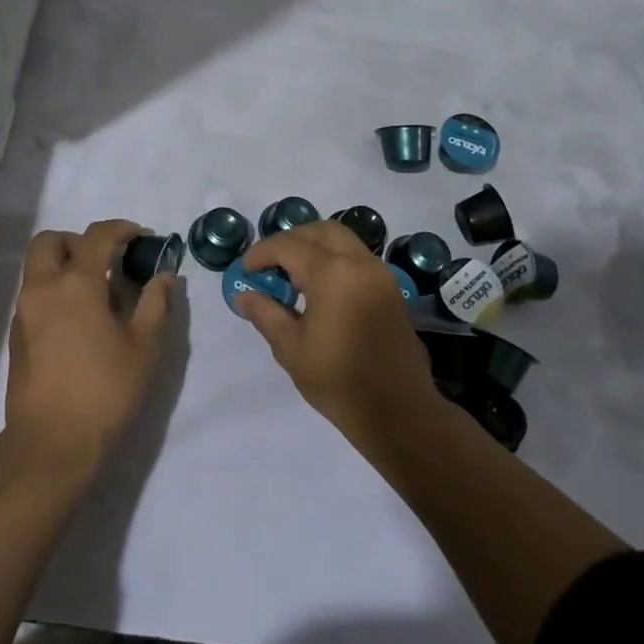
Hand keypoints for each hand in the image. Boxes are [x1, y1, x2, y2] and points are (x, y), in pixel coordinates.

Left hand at [3, 219, 175, 473]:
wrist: (52, 443)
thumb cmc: (105, 392)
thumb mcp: (144, 348)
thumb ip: (155, 304)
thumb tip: (164, 276)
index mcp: (76, 284)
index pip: (96, 236)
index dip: (121, 229)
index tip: (141, 237)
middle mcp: (43, 288)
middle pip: (50, 240)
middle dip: (78, 241)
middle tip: (105, 262)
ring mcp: (23, 311)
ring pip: (37, 267)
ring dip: (63, 265)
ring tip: (95, 294)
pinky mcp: (15, 335)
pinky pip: (33, 294)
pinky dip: (53, 291)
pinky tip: (76, 321)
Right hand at [238, 221, 438, 446]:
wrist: (399, 413)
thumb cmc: (339, 381)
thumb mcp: (291, 349)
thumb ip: (266, 314)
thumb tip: (245, 295)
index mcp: (333, 274)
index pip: (289, 246)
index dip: (262, 253)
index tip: (245, 270)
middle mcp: (360, 264)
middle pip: (321, 231)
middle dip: (292, 240)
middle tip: (270, 264)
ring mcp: (381, 275)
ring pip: (343, 241)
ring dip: (315, 247)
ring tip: (293, 276)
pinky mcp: (392, 291)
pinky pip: (358, 259)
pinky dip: (335, 261)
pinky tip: (319, 290)